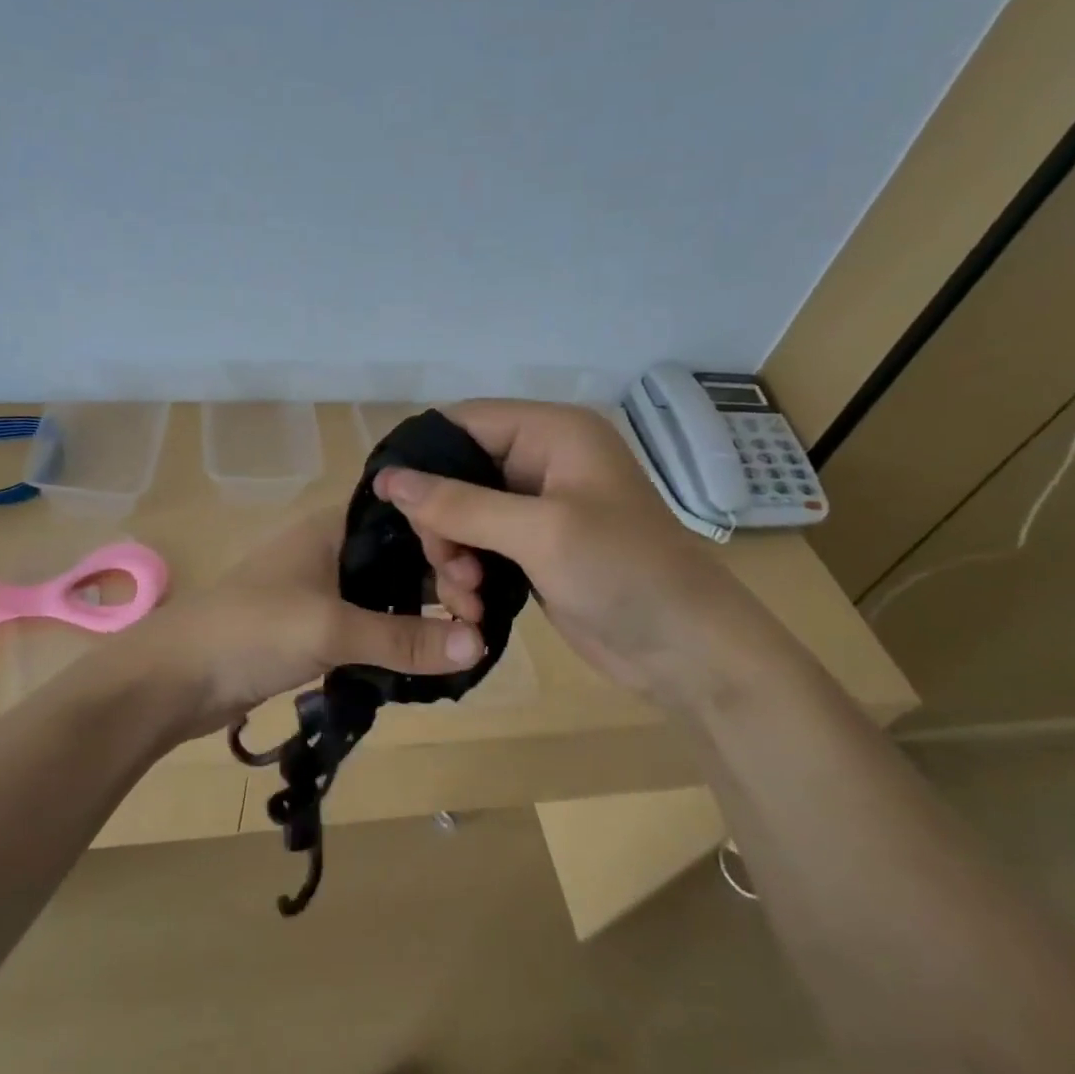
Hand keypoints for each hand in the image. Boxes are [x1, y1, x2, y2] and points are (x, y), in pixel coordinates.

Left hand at [120, 507, 486, 742]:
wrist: (175, 677)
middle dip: (442, 582)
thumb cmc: (250, 631)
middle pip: (403, 556)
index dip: (446, 542)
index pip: (408, 518)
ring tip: (466, 640)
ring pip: (388, 592)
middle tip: (478, 621)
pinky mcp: (315, 627)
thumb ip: (402, 638)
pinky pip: (369, 623)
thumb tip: (479, 645)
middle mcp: (332, 548)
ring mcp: (322, 589)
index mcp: (334, 526)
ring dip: (422, 614)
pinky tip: (428, 656)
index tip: (477, 584)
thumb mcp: (329, 630)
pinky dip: (397, 636)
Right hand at [372, 400, 765, 704]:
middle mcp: (542, 461)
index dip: (422, 458)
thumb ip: (460, 504)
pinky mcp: (532, 550)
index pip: (462, 423)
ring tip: (466, 594)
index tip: (389, 503)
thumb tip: (388, 478)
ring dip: (451, 556)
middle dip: (440, 521)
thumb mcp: (539, 532)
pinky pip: (477, 548)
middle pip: (455, 473)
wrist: (686, 651)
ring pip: (460, 516)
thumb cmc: (623, 572)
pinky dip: (467, 575)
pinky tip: (473, 606)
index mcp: (552, 433)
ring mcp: (536, 509)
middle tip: (447, 563)